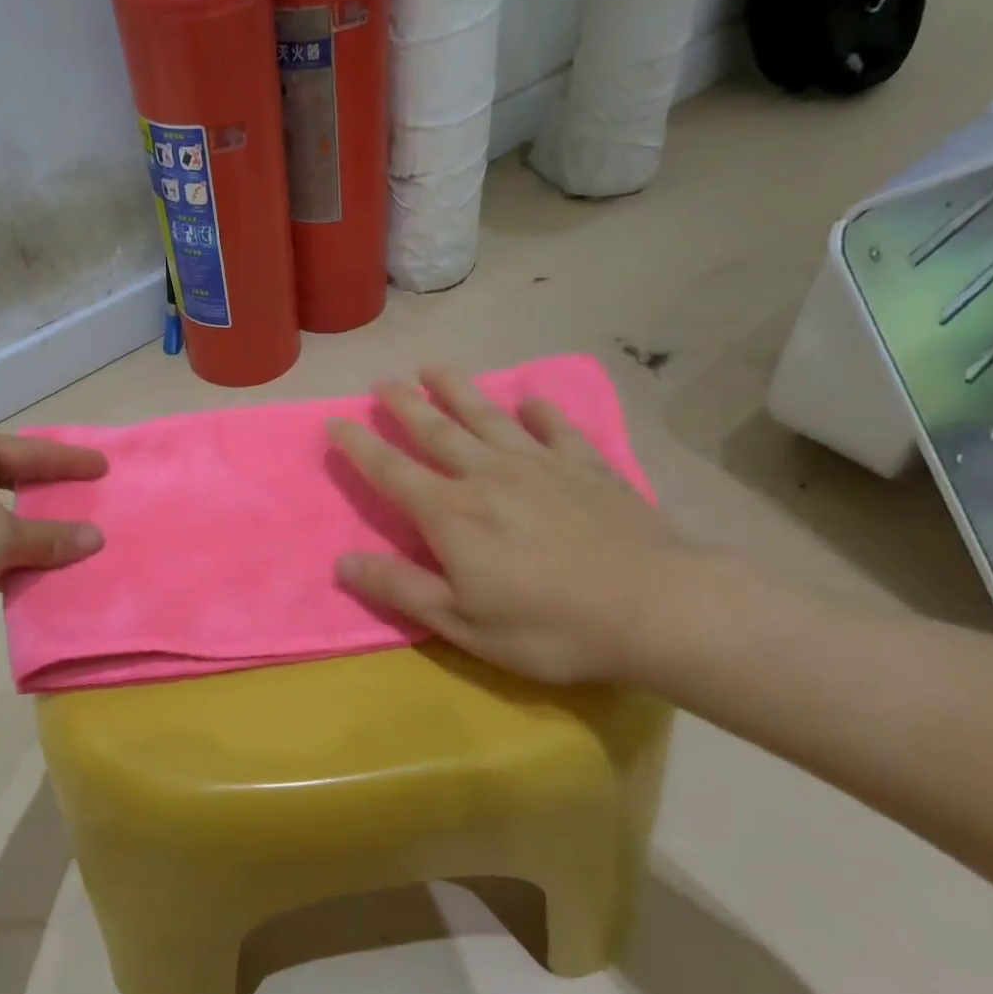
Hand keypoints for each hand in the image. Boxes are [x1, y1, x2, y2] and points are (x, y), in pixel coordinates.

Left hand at [0, 430, 106, 661]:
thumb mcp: (1, 537)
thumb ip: (51, 537)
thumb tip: (96, 538)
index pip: (31, 452)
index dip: (69, 461)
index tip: (104, 467)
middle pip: (14, 483)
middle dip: (50, 497)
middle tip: (90, 502)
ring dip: (32, 536)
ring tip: (75, 543)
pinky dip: (9, 563)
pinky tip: (38, 577)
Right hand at [326, 367, 693, 685]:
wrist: (657, 607)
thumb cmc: (551, 626)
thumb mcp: (464, 623)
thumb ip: (401, 588)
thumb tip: (342, 562)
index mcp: (452, 514)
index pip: (391, 471)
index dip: (359, 446)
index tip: (334, 422)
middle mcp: (488, 476)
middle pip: (436, 431)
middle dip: (404, 405)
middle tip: (381, 381)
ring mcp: (540, 465)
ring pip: (488, 417)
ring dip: (457, 389)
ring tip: (434, 367)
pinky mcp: (587, 467)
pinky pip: (557, 429)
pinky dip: (541, 412)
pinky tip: (532, 401)